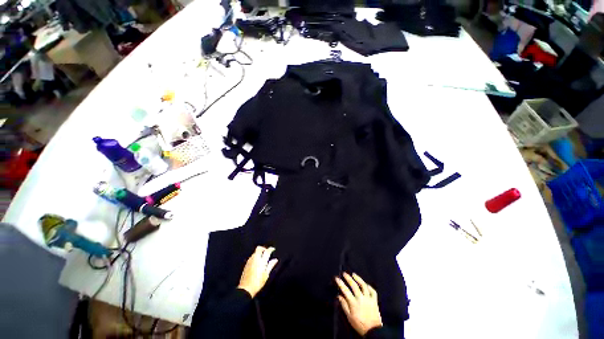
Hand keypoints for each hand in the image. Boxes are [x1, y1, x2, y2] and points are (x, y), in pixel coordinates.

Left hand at [238, 246, 277, 297]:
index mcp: (261, 261)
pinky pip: (251, 257)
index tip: (273, 249)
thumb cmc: (258, 283)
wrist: (246, 289)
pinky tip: (257, 262)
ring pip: (255, 252)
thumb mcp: (266, 275)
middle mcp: (255, 259)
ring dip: (259, 252)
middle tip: (266, 251)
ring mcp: (250, 261)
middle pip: (259, 248)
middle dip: (263, 248)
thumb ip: (271, 265)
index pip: (267, 251)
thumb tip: (275, 260)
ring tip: (262, 257)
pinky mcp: (246, 264)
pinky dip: (255, 256)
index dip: (270, 249)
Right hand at [336, 272, 382, 335]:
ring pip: (363, 285)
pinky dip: (369, 287)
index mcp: (353, 303)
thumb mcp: (349, 317)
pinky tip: (366, 284)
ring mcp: (368, 298)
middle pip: (354, 285)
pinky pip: (372, 291)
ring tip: (354, 274)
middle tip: (344, 274)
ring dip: (358, 279)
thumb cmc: (359, 324)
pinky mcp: (374, 301)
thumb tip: (339, 296)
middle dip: (348, 278)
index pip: (345, 290)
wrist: (373, 331)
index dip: (340, 283)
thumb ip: (344, 305)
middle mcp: (361, 298)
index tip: (337, 278)